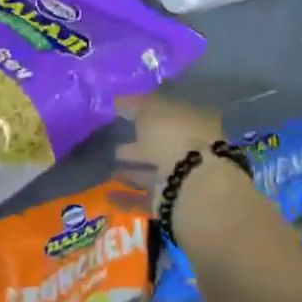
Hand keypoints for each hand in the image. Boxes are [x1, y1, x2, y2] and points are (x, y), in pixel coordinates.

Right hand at [112, 93, 225, 210]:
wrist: (191, 184)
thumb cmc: (173, 135)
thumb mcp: (150, 109)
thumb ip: (134, 104)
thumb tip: (118, 101)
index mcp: (194, 118)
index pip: (168, 109)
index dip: (146, 108)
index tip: (122, 110)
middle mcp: (192, 145)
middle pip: (161, 139)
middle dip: (139, 137)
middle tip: (111, 134)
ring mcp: (183, 174)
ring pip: (154, 166)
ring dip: (133, 164)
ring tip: (107, 160)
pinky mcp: (171, 199)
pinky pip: (146, 192)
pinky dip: (128, 191)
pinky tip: (109, 188)